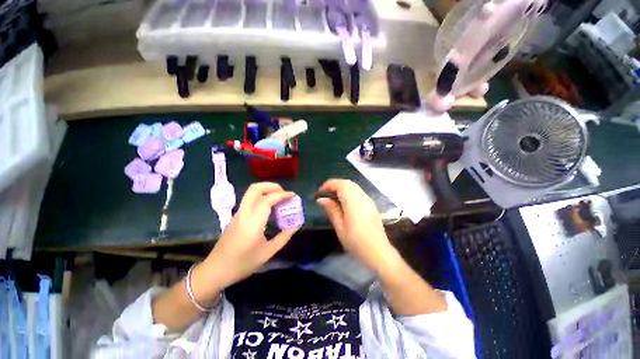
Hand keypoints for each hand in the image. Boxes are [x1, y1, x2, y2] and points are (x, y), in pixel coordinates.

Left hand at [202, 182, 298, 289]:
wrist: (215, 270)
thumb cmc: (243, 264)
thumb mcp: (267, 253)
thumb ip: (284, 237)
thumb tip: (296, 225)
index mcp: (252, 224)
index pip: (267, 200)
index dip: (282, 195)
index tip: (293, 196)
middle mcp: (243, 214)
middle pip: (255, 188)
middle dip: (272, 186)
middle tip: (283, 193)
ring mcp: (238, 213)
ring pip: (251, 192)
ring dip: (266, 190)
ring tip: (279, 198)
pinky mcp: (236, 216)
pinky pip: (250, 200)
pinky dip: (262, 197)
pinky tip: (270, 207)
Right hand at [316, 179, 397, 270]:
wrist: (379, 252)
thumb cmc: (356, 242)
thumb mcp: (340, 227)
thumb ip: (331, 210)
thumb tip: (321, 199)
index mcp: (353, 202)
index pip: (340, 184)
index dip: (329, 185)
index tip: (320, 192)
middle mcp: (362, 197)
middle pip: (347, 183)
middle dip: (335, 185)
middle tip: (325, 193)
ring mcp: (368, 200)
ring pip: (354, 186)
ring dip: (342, 188)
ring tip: (333, 197)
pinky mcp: (371, 205)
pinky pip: (358, 192)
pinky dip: (349, 192)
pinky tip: (345, 202)